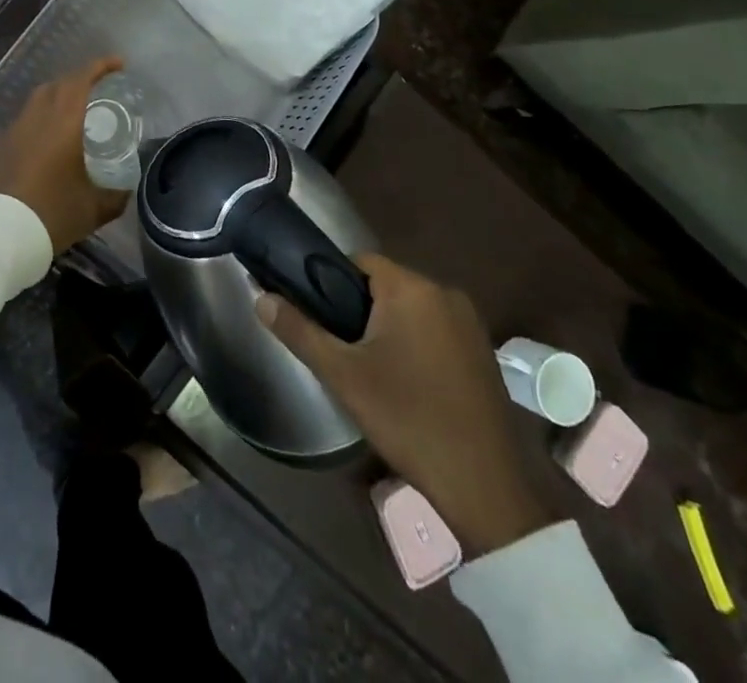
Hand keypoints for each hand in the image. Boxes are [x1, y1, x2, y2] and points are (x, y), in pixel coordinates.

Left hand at [0, 57, 126, 252]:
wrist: (0, 235)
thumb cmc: (52, 214)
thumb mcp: (94, 208)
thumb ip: (116, 195)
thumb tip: (128, 188)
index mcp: (64, 123)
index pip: (82, 80)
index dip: (101, 67)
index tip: (119, 64)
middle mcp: (38, 117)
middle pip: (60, 84)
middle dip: (82, 79)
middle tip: (101, 87)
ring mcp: (16, 130)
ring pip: (40, 98)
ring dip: (60, 94)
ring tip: (78, 107)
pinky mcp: (3, 146)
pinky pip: (27, 118)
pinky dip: (44, 115)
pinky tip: (52, 135)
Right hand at [257, 255, 554, 556]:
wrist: (485, 486)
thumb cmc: (408, 419)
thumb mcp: (343, 376)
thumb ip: (299, 331)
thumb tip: (260, 298)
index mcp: (412, 288)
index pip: (360, 261)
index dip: (333, 283)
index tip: (320, 316)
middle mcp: (445, 293)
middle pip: (386, 285)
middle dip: (360, 310)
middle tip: (341, 349)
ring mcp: (470, 323)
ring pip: (412, 309)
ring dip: (389, 328)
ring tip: (369, 369)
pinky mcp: (483, 351)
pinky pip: (436, 330)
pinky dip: (417, 344)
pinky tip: (407, 383)